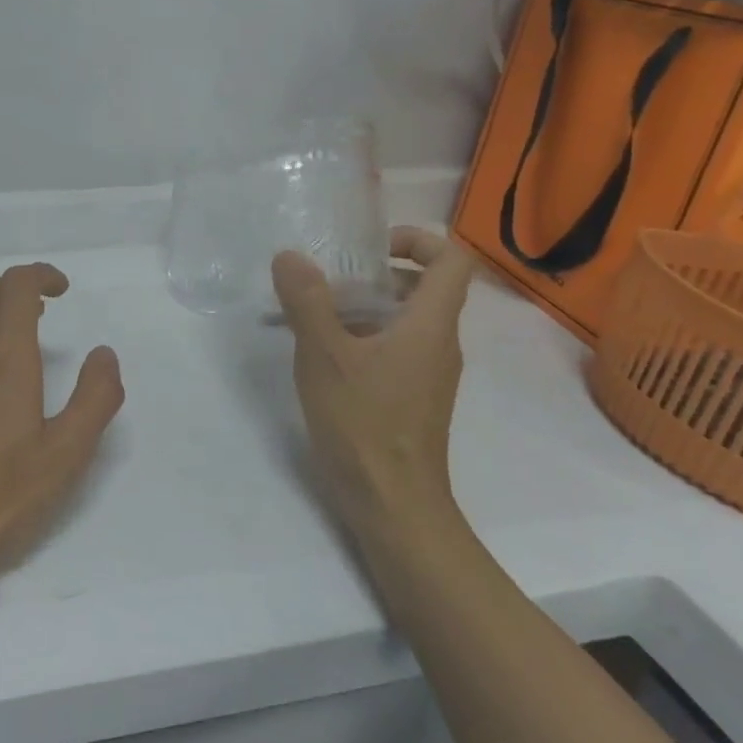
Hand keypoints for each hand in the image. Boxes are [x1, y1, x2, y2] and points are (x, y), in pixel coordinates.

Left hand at [0, 264, 124, 568]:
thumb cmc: (4, 492)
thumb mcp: (68, 452)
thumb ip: (96, 397)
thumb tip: (103, 354)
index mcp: (5, 354)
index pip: (17, 284)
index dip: (41, 274)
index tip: (61, 291)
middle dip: (16, 286)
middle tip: (40, 314)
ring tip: (4, 328)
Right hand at [270, 227, 475, 533]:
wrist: (393, 503)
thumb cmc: (364, 422)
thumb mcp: (324, 354)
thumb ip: (306, 301)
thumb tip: (290, 256)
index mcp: (430, 324)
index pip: (452, 260)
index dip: (417, 239)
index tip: (371, 247)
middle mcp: (438, 343)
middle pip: (423, 287)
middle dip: (374, 274)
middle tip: (327, 282)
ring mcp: (428, 373)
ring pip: (403, 320)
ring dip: (361, 307)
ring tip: (311, 317)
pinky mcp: (411, 396)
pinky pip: (392, 348)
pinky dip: (360, 338)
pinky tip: (319, 355)